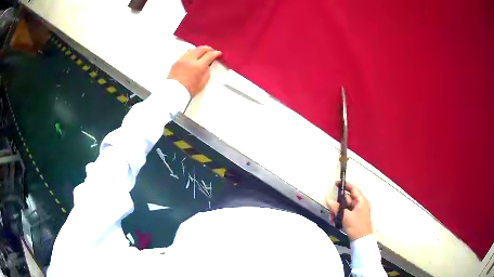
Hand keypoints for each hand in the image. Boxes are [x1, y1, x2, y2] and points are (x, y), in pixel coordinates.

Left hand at [167, 46, 221, 96]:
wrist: (174, 92)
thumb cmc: (189, 89)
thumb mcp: (203, 82)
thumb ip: (207, 71)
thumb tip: (207, 64)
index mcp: (198, 66)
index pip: (209, 55)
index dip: (216, 53)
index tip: (218, 53)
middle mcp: (190, 60)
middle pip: (201, 48)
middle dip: (208, 49)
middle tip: (212, 51)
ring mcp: (182, 59)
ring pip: (193, 49)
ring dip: (199, 50)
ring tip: (202, 53)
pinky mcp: (177, 61)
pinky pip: (186, 54)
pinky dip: (192, 53)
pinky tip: (193, 58)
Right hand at [326, 182, 372, 240]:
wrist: (362, 241)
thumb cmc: (357, 227)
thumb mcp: (346, 217)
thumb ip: (336, 208)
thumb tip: (328, 200)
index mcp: (361, 201)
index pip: (353, 188)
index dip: (344, 185)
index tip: (335, 184)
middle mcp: (360, 204)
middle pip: (346, 198)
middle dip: (337, 203)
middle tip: (330, 210)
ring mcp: (357, 211)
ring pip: (344, 206)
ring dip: (337, 211)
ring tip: (331, 219)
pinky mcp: (354, 217)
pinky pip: (345, 213)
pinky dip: (339, 215)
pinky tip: (334, 221)